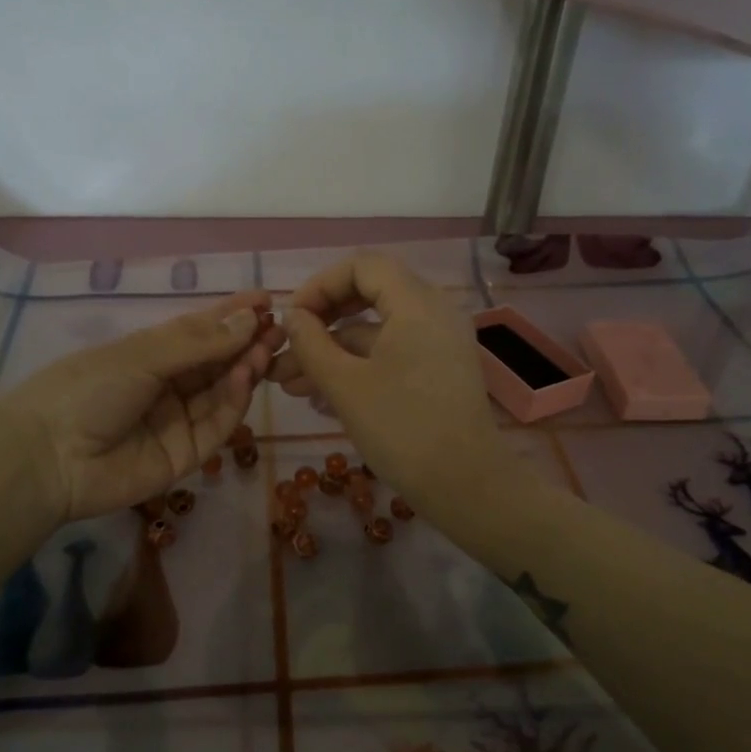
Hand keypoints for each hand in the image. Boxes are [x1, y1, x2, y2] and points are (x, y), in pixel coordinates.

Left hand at [0, 290, 278, 523]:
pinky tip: (244, 377)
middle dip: (247, 343)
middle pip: (216, 363)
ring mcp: (177, 421)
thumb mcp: (141, 355)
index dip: (232, 316)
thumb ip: (198, 341)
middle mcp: (167, 386)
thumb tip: (249, 318)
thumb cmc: (87, 390)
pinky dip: (234, 402)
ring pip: (221, 393)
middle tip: (278, 328)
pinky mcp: (186, 455)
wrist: (49, 459)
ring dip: (244, 369)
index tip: (266, 300)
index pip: (200, 332)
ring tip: (264, 349)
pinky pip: (216, 426)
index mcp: (150, 355)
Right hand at [269, 253, 512, 508]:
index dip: (320, 285)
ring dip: (332, 354)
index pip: (362, 266)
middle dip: (321, 324)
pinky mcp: (437, 372)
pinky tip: (320, 397)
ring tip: (288, 385)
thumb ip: (311, 343)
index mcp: (416, 303)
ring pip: (375, 334)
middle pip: (368, 297)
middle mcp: (433, 313)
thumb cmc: (402, 429)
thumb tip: (293, 317)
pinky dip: (357, 369)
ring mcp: (438, 344)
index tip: (292, 318)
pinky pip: (391, 356)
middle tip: (285, 348)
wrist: (464, 484)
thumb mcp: (345, 385)